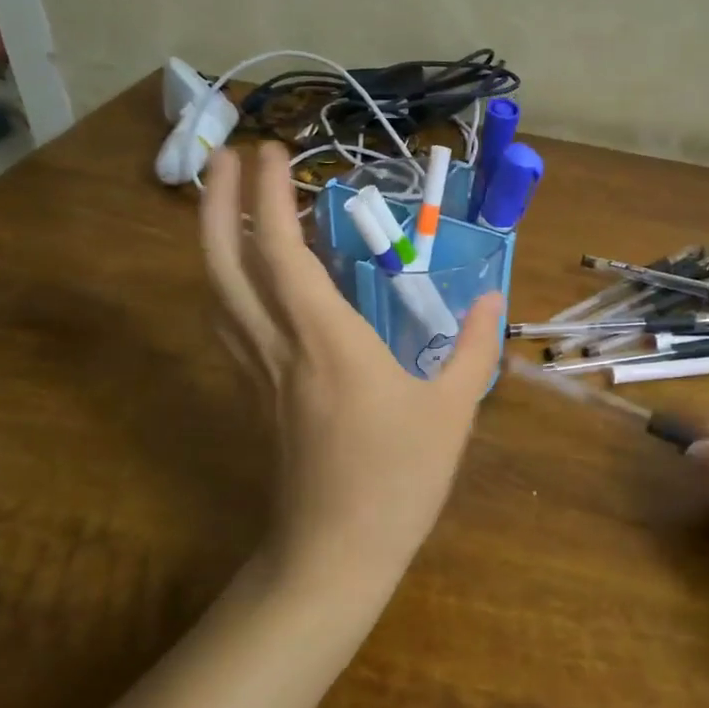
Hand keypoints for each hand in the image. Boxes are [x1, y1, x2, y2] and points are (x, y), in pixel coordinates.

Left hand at [200, 143, 503, 595]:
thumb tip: (495, 298)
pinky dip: (227, 285)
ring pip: (218, 293)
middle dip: (218, 203)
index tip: (272, 152)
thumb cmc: (398, 480)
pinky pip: (230, 325)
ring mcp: (260, 372)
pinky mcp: (256, 395)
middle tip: (224, 156)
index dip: (270, 196)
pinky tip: (243, 278)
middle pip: (227, 263)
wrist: (333, 556)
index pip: (283, 253)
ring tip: (226, 201)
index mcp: (328, 340)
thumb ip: (474, 347)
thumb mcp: (452, 411)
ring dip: (214, 239)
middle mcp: (281, 346)